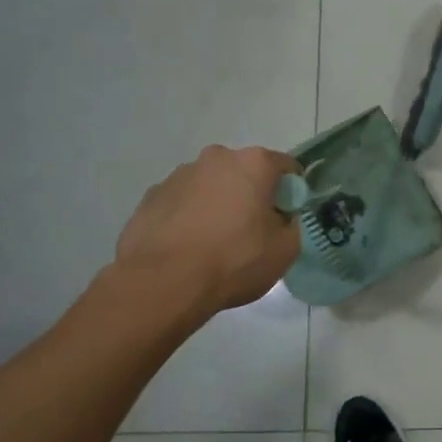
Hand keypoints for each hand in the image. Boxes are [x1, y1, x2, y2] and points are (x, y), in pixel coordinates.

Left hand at [114, 146, 300, 313]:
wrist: (164, 283)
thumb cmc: (234, 261)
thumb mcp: (285, 250)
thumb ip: (291, 224)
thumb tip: (281, 218)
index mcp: (253, 163)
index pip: (285, 167)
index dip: (291, 191)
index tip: (286, 216)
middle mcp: (215, 158)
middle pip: (244, 172)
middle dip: (250, 194)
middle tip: (251, 230)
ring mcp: (178, 175)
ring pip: (210, 185)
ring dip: (217, 204)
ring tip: (213, 242)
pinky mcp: (150, 196)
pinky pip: (181, 202)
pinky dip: (188, 217)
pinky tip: (187, 246)